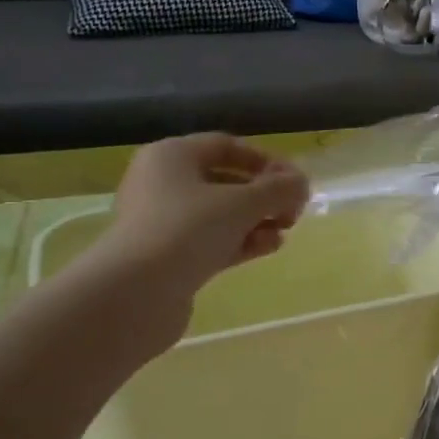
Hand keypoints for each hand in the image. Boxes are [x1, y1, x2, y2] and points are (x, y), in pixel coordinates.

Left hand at [93, 135, 309, 345]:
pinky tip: (268, 248)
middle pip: (225, 180)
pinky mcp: (168, 256)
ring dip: (257, 220)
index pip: (227, 146)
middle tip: (294, 211)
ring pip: (221, 214)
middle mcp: (163, 183)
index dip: (266, 160)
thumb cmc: (188, 230)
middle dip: (264, 195)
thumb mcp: (243, 203)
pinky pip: (212, 240)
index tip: (295, 182)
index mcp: (172, 156)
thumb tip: (301, 183)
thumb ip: (279, 189)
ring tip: (284, 231)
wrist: (136, 292)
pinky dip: (241, 241)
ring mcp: (163, 222)